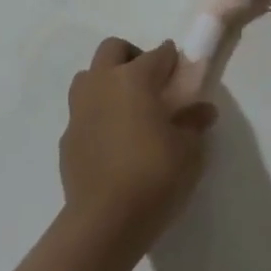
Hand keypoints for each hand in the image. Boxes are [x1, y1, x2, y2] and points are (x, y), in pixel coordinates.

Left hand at [61, 39, 215, 254]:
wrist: (104, 221)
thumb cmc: (153, 176)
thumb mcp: (189, 151)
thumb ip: (194, 123)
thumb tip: (203, 110)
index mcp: (134, 78)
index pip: (157, 54)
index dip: (171, 59)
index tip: (180, 70)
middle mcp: (103, 82)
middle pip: (113, 49)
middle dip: (132, 56)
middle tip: (150, 82)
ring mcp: (80, 108)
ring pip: (89, 76)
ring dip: (106, 81)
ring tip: (126, 107)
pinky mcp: (67, 135)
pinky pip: (82, 112)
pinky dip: (96, 115)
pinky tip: (110, 140)